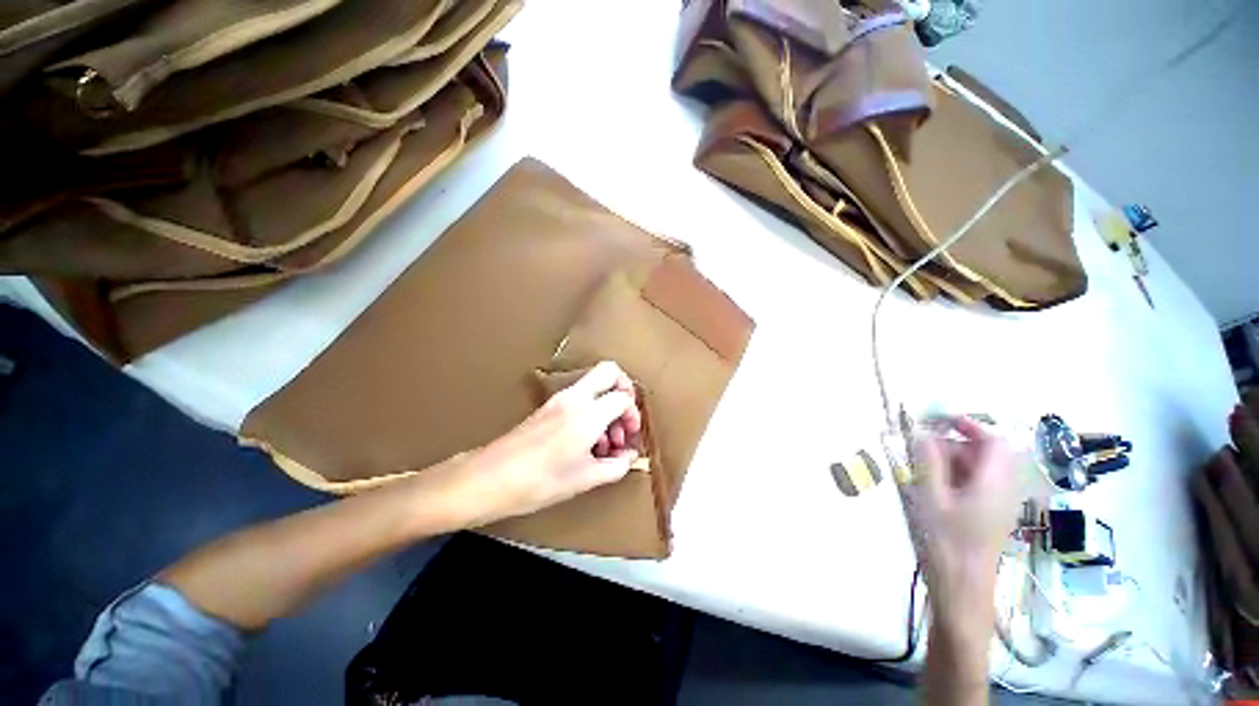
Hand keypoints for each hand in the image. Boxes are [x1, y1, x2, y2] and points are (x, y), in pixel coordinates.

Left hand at [456, 361, 642, 525]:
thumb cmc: (539, 482)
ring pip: (595, 383)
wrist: (490, 478)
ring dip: (608, 403)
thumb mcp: (585, 479)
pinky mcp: (549, 405)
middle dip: (625, 389)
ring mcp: (559, 398)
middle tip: (624, 419)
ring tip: (605, 440)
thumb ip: (616, 466)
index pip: (623, 397)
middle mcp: (575, 397)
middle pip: (609, 371)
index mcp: (588, 414)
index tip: (630, 436)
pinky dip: (593, 409)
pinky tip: (587, 440)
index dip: (633, 415)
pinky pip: (581, 395)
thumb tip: (630, 456)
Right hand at [905, 416, 1017, 618]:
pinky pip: (977, 484)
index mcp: (994, 483)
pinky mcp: (990, 515)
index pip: (994, 441)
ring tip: (923, 470)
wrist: (962, 588)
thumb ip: (929, 462)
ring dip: (952, 461)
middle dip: (954, 445)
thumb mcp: (931, 498)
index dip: (970, 426)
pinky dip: (956, 477)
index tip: (939, 422)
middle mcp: (1003, 490)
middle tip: (921, 450)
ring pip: (980, 469)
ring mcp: (999, 504)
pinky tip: (934, 488)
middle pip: (986, 454)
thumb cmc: (946, 542)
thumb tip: (922, 433)